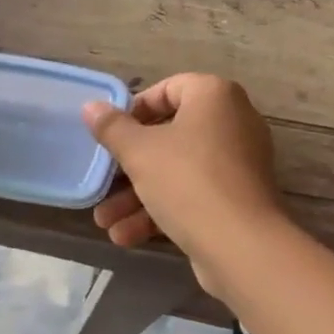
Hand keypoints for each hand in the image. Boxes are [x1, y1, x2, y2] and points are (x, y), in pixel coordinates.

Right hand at [83, 74, 288, 295]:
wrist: (242, 245)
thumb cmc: (188, 180)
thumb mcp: (139, 152)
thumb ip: (113, 128)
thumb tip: (92, 107)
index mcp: (215, 96)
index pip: (169, 89)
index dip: (135, 110)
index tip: (111, 134)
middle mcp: (233, 121)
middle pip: (170, 135)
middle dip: (129, 166)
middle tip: (102, 184)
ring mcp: (238, 162)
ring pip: (178, 170)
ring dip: (138, 195)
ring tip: (104, 222)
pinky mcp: (238, 198)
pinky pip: (195, 194)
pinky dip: (163, 210)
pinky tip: (126, 236)